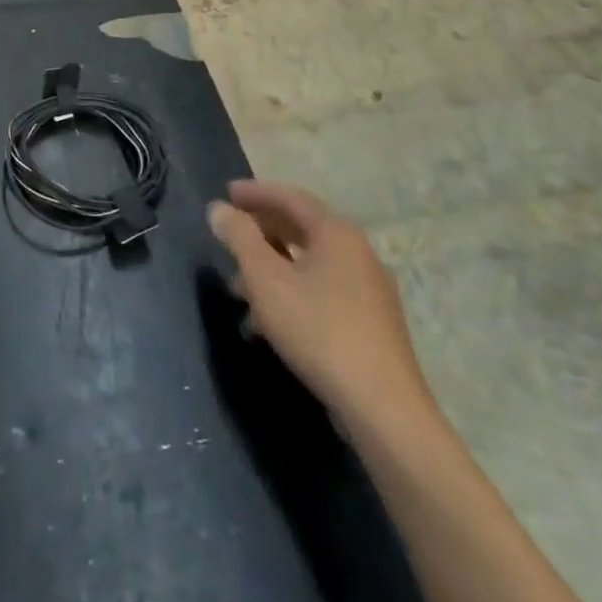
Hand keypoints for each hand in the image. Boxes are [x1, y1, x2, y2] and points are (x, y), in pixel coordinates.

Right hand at [207, 182, 432, 431]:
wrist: (383, 409)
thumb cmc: (318, 330)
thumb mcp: (265, 279)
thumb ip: (239, 237)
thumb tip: (219, 208)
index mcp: (336, 234)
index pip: (291, 198)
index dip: (256, 193)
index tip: (226, 193)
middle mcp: (358, 253)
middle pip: (302, 228)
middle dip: (261, 231)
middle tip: (230, 235)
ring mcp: (369, 290)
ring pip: (310, 263)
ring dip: (272, 267)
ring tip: (239, 288)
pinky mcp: (371, 323)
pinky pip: (322, 290)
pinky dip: (291, 292)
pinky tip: (269, 322)